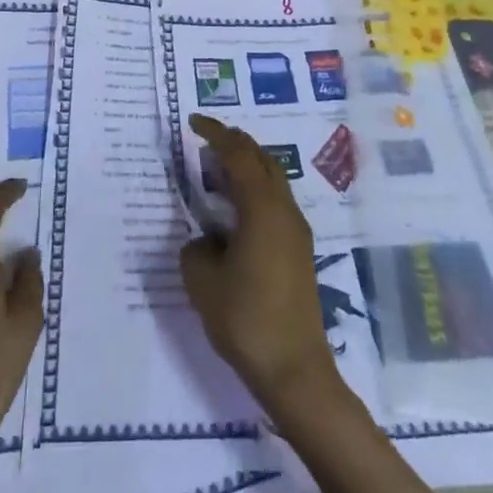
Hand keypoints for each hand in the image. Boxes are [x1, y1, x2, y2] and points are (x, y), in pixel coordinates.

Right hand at [179, 115, 342, 419]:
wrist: (295, 370)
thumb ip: (196, 249)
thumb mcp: (202, 281)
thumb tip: (205, 241)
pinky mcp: (299, 251)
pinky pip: (275, 202)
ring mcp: (296, 231)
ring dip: (247, 168)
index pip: (238, 155)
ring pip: (273, 180)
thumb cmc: (246, 319)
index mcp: (262, 209)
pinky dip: (254, 191)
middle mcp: (285, 211)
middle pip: (262, 160)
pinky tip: (234, 211)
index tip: (194, 123)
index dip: (215, 134)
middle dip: (235, 144)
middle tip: (206, 141)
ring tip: (216, 173)